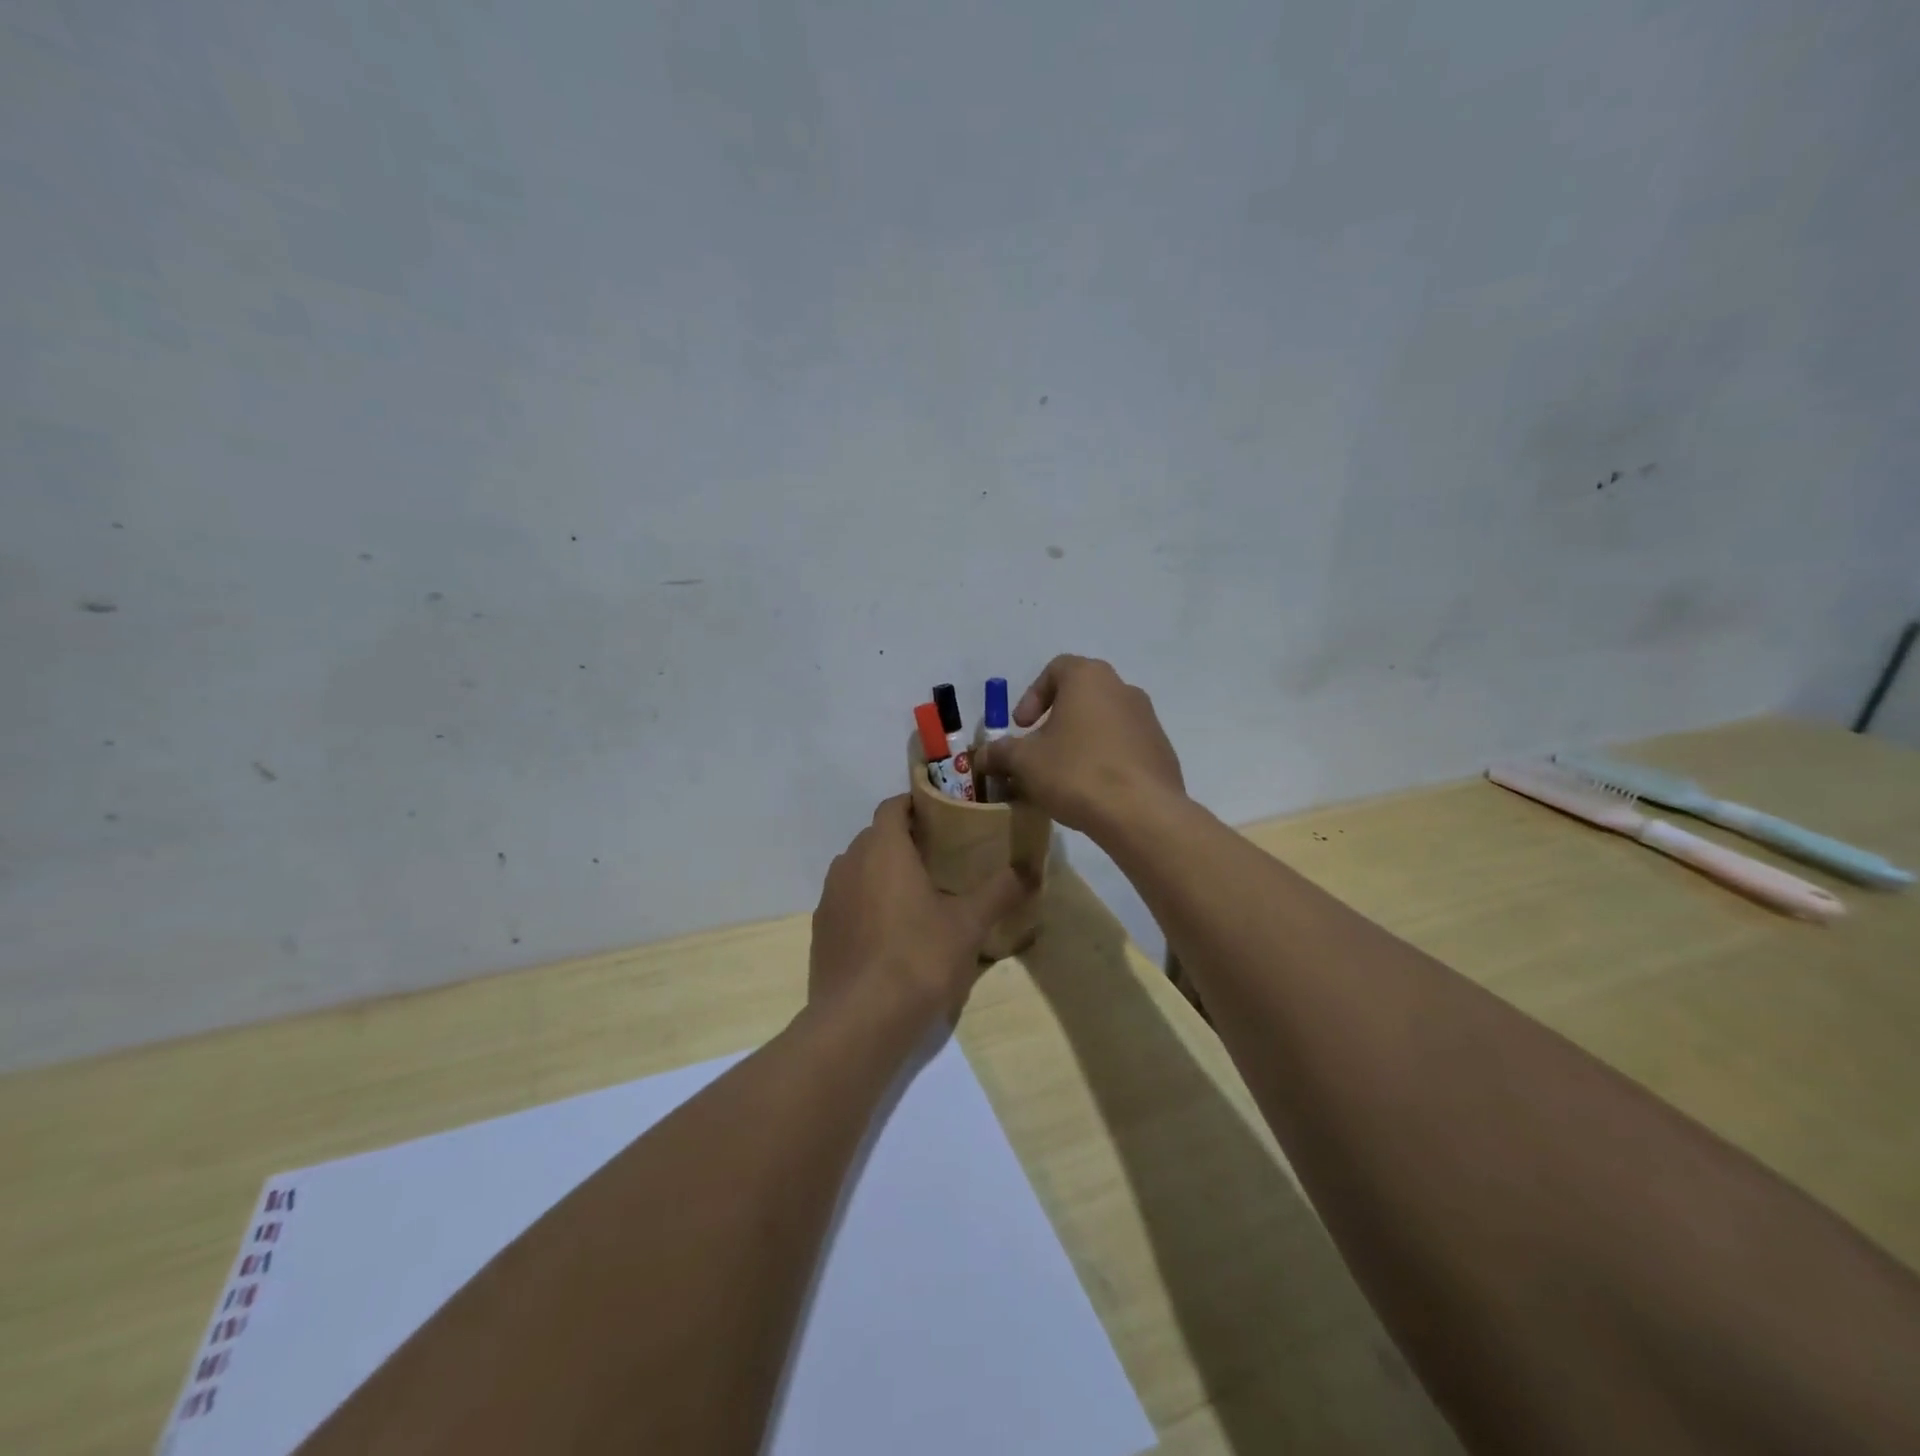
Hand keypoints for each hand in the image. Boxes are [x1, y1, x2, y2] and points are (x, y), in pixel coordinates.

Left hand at [809, 796, 1028, 1026]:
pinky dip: (866, 903)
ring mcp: (829, 898)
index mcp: (883, 849)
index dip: (916, 805)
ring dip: (882, 872)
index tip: (943, 816)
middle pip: (875, 837)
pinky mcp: (821, 930)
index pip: (893, 806)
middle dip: (904, 840)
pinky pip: (847, 900)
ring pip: (858, 869)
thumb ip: (1000, 891)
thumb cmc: (918, 958)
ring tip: (917, 894)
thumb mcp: (969, 925)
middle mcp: (849, 863)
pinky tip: (890, 932)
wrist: (860, 1021)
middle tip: (940, 857)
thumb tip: (1030, 870)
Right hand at [972, 655, 1183, 832]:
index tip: (1021, 726)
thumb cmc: (1076, 772)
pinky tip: (1093, 791)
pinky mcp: (1162, 752)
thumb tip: (982, 756)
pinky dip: (1105, 760)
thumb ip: (1000, 753)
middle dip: (1055, 721)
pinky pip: (1124, 748)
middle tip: (1038, 751)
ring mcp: (1148, 720)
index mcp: (1089, 678)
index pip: (1056, 669)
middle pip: (1081, 696)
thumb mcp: (1024, 762)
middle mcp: (1123, 689)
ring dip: (1080, 742)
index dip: (1032, 696)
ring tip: (1063, 776)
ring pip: (1104, 723)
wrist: (1141, 813)